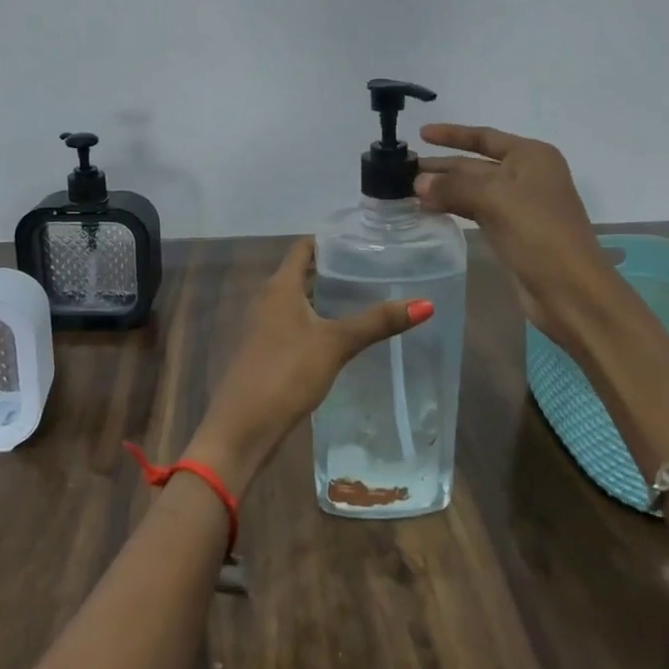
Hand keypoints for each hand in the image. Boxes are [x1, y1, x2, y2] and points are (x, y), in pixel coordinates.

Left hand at [185, 237, 431, 491]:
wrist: (242, 428)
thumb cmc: (286, 372)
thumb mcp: (336, 344)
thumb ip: (377, 322)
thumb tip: (426, 303)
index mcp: (279, 286)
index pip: (304, 247)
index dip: (331, 240)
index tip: (363, 240)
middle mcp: (267, 299)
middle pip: (302, 273)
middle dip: (334, 270)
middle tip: (375, 269)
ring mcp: (263, 327)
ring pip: (299, 301)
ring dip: (326, 298)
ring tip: (365, 298)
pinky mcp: (266, 351)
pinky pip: (294, 325)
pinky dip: (317, 322)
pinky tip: (341, 336)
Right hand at [415, 123, 618, 347]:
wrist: (571, 290)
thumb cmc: (539, 234)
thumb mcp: (494, 200)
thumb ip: (453, 187)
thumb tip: (418, 183)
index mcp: (531, 157)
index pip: (484, 137)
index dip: (452, 134)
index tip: (421, 133)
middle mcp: (528, 175)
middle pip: (476, 164)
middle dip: (442, 167)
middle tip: (403, 171)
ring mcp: (521, 206)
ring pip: (474, 190)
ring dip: (445, 189)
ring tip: (409, 191)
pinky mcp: (514, 233)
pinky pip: (477, 212)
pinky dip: (455, 208)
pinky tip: (432, 211)